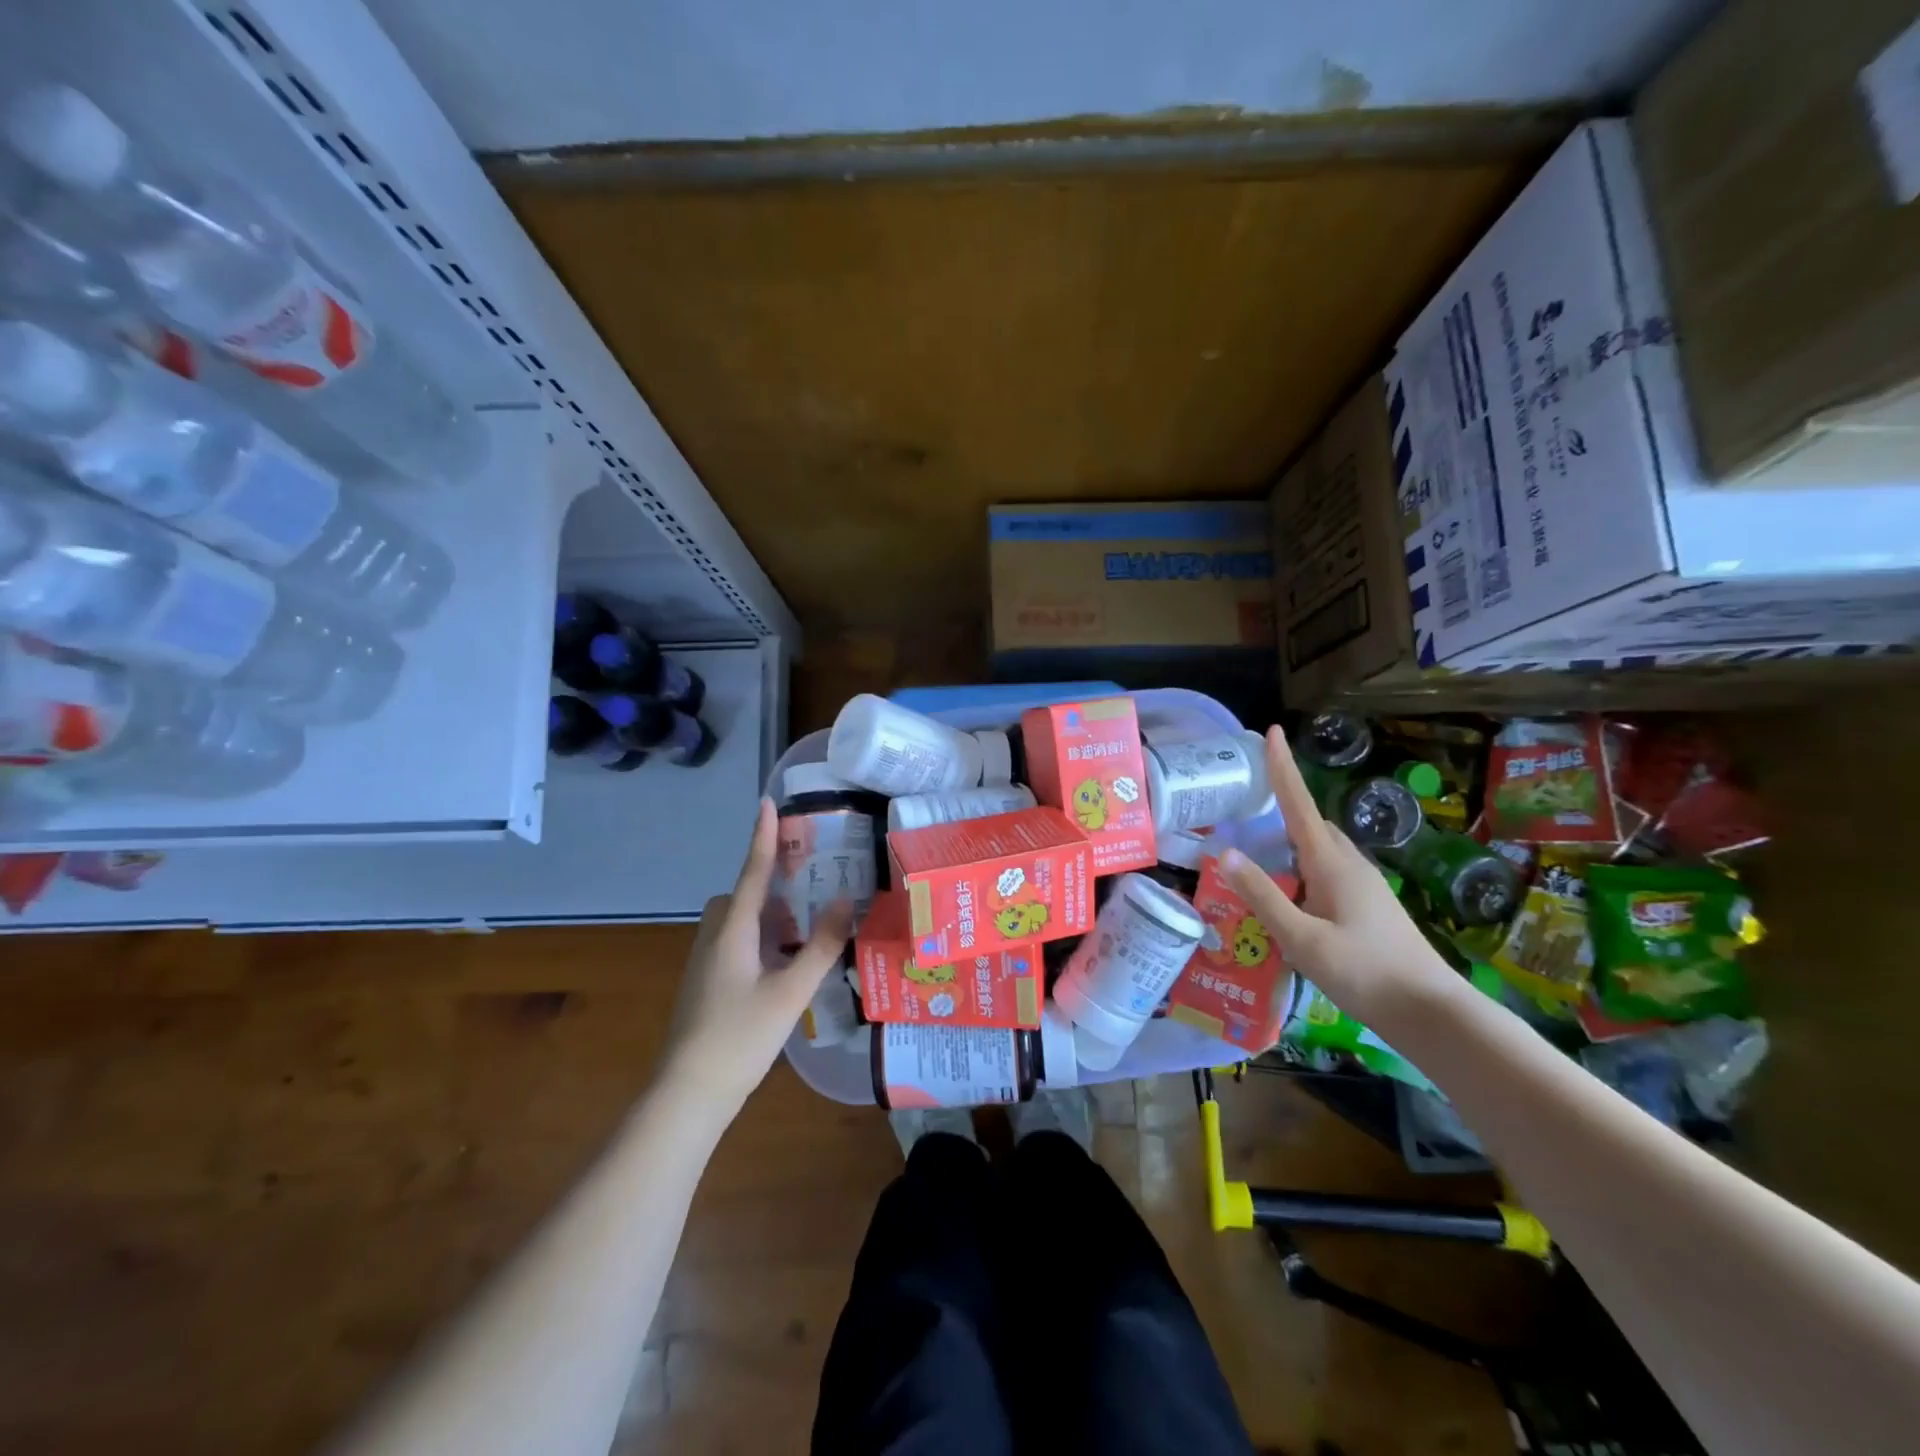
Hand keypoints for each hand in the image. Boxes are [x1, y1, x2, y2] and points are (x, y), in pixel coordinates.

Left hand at [656, 797, 854, 1121]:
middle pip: (743, 897)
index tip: (767, 801)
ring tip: (804, 937)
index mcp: (733, 931)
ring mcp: (706, 963)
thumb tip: (844, 901)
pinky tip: (783, 970)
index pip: (752, 872)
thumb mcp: (791, 992)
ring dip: (769, 920)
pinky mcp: (706, 985)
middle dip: (771, 889)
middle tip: (808, 897)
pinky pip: (736, 945)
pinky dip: (761, 943)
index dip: (762, 836)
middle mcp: (715, 938)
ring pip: (739, 923)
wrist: (688, 1094)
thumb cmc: (740, 1037)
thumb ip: (821, 946)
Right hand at [1220, 726, 1452, 1026]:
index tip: (1271, 730)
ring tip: (1260, 858)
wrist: (1430, 1012)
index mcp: (1331, 863)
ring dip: (1292, 843)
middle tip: (1246, 809)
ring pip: (1321, 848)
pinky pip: (1329, 870)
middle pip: (1311, 823)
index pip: (1299, 803)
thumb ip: (1263, 895)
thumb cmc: (1363, 973)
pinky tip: (1290, 899)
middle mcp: (1349, 864)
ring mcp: (1364, 885)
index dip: (1282, 766)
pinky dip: (1303, 869)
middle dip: (1282, 807)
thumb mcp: (1301, 939)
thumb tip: (1226, 853)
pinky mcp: (1369, 906)